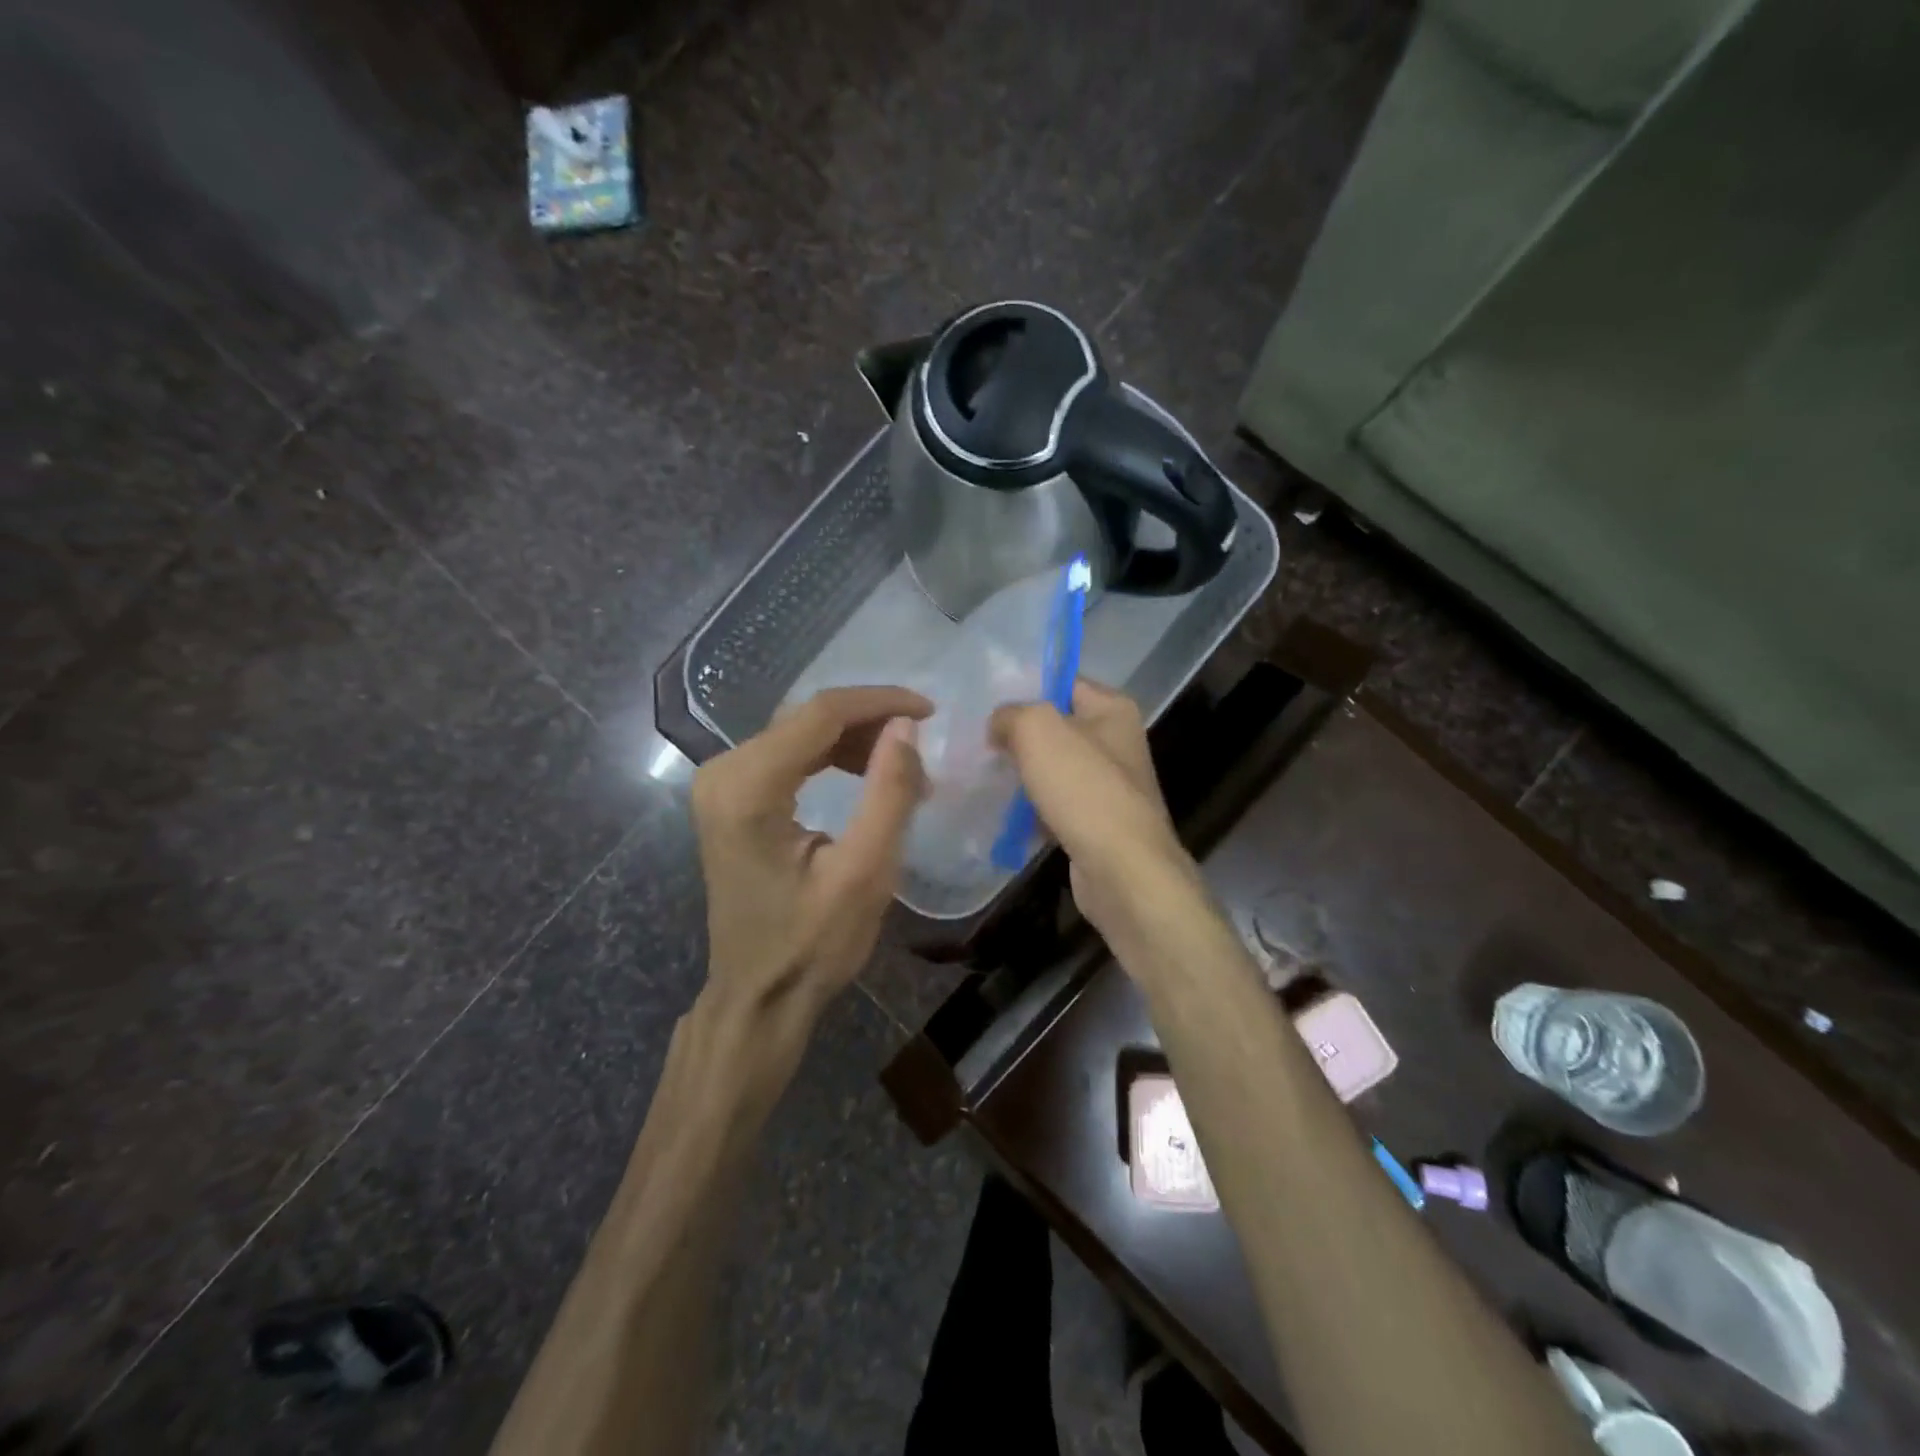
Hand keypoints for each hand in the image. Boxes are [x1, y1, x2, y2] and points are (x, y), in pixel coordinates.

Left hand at [691, 686, 929, 1033]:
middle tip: (921, 749)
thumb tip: (906, 727)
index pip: (821, 713)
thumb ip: (888, 792)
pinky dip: (831, 758)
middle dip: (870, 724)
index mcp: (747, 788)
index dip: (880, 702)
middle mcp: (723, 772)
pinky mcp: (729, 796)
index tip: (930, 711)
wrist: (758, 995)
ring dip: (854, 741)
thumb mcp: (865, 873)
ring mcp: (721, 783)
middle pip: (808, 718)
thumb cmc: (812, 945)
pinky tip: (864, 775)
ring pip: (800, 732)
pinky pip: (788, 755)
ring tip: (901, 770)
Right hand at [990, 679, 1192, 940]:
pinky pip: (1055, 804)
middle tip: (978, 741)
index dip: (1025, 687)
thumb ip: (1011, 714)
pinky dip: (1032, 809)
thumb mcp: (1038, 730)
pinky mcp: (1097, 822)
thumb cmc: (1084, 789)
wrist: (1122, 870)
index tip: (986, 702)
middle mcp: (1116, 742)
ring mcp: (1108, 785)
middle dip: (1017, 734)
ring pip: (1052, 768)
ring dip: (1022, 774)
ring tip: (983, 775)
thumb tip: (998, 725)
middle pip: (1056, 726)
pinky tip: (1003, 814)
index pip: (1063, 681)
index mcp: (1112, 709)